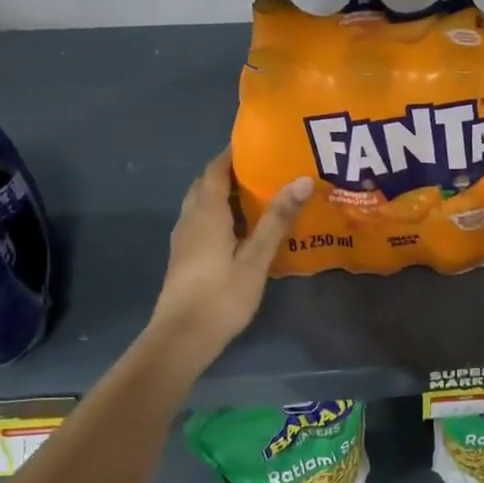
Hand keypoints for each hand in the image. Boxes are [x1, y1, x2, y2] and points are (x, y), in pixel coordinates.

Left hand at [149, 149, 310, 364]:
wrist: (181, 339)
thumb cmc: (221, 296)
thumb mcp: (256, 258)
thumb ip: (277, 219)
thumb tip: (301, 179)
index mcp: (206, 213)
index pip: (215, 170)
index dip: (232, 154)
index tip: (258, 143)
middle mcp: (189, 220)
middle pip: (205, 185)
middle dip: (229, 172)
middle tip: (263, 168)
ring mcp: (183, 240)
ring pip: (201, 205)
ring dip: (223, 194)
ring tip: (257, 194)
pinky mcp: (184, 258)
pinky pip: (201, 223)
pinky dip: (220, 214)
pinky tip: (241, 228)